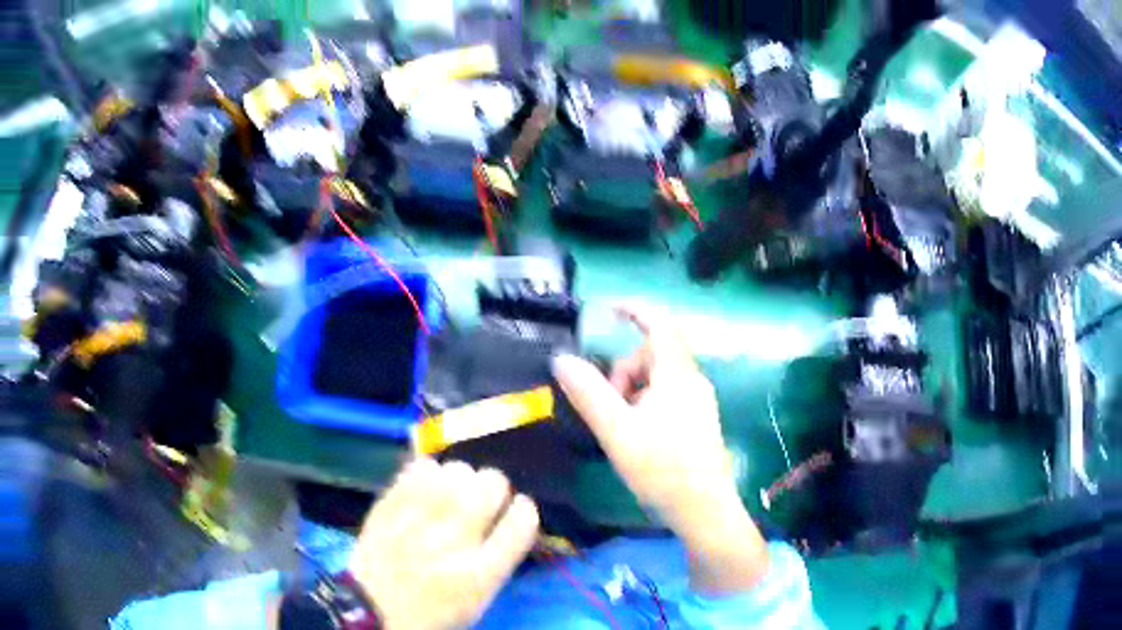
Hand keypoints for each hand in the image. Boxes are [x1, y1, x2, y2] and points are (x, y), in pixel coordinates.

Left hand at [349, 459, 539, 629]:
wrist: (373, 607)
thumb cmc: (433, 608)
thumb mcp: (480, 597)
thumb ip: (500, 557)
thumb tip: (510, 516)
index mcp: (481, 573)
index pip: (521, 522)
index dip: (524, 509)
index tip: (518, 508)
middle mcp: (454, 540)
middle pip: (492, 484)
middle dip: (494, 488)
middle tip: (482, 499)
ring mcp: (418, 518)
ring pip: (458, 469)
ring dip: (462, 478)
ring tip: (452, 492)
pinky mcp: (390, 504)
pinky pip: (421, 466)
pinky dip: (429, 473)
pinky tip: (426, 488)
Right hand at [552, 303, 768, 593]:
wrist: (704, 509)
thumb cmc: (662, 469)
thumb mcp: (617, 431)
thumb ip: (589, 394)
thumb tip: (562, 359)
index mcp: (678, 375)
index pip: (659, 325)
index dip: (635, 310)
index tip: (608, 310)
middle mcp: (694, 381)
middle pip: (653, 354)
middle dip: (624, 370)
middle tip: (609, 405)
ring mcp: (699, 401)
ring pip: (659, 378)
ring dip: (633, 390)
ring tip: (621, 426)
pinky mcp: (699, 420)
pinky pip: (668, 395)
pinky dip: (645, 403)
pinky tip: (637, 435)